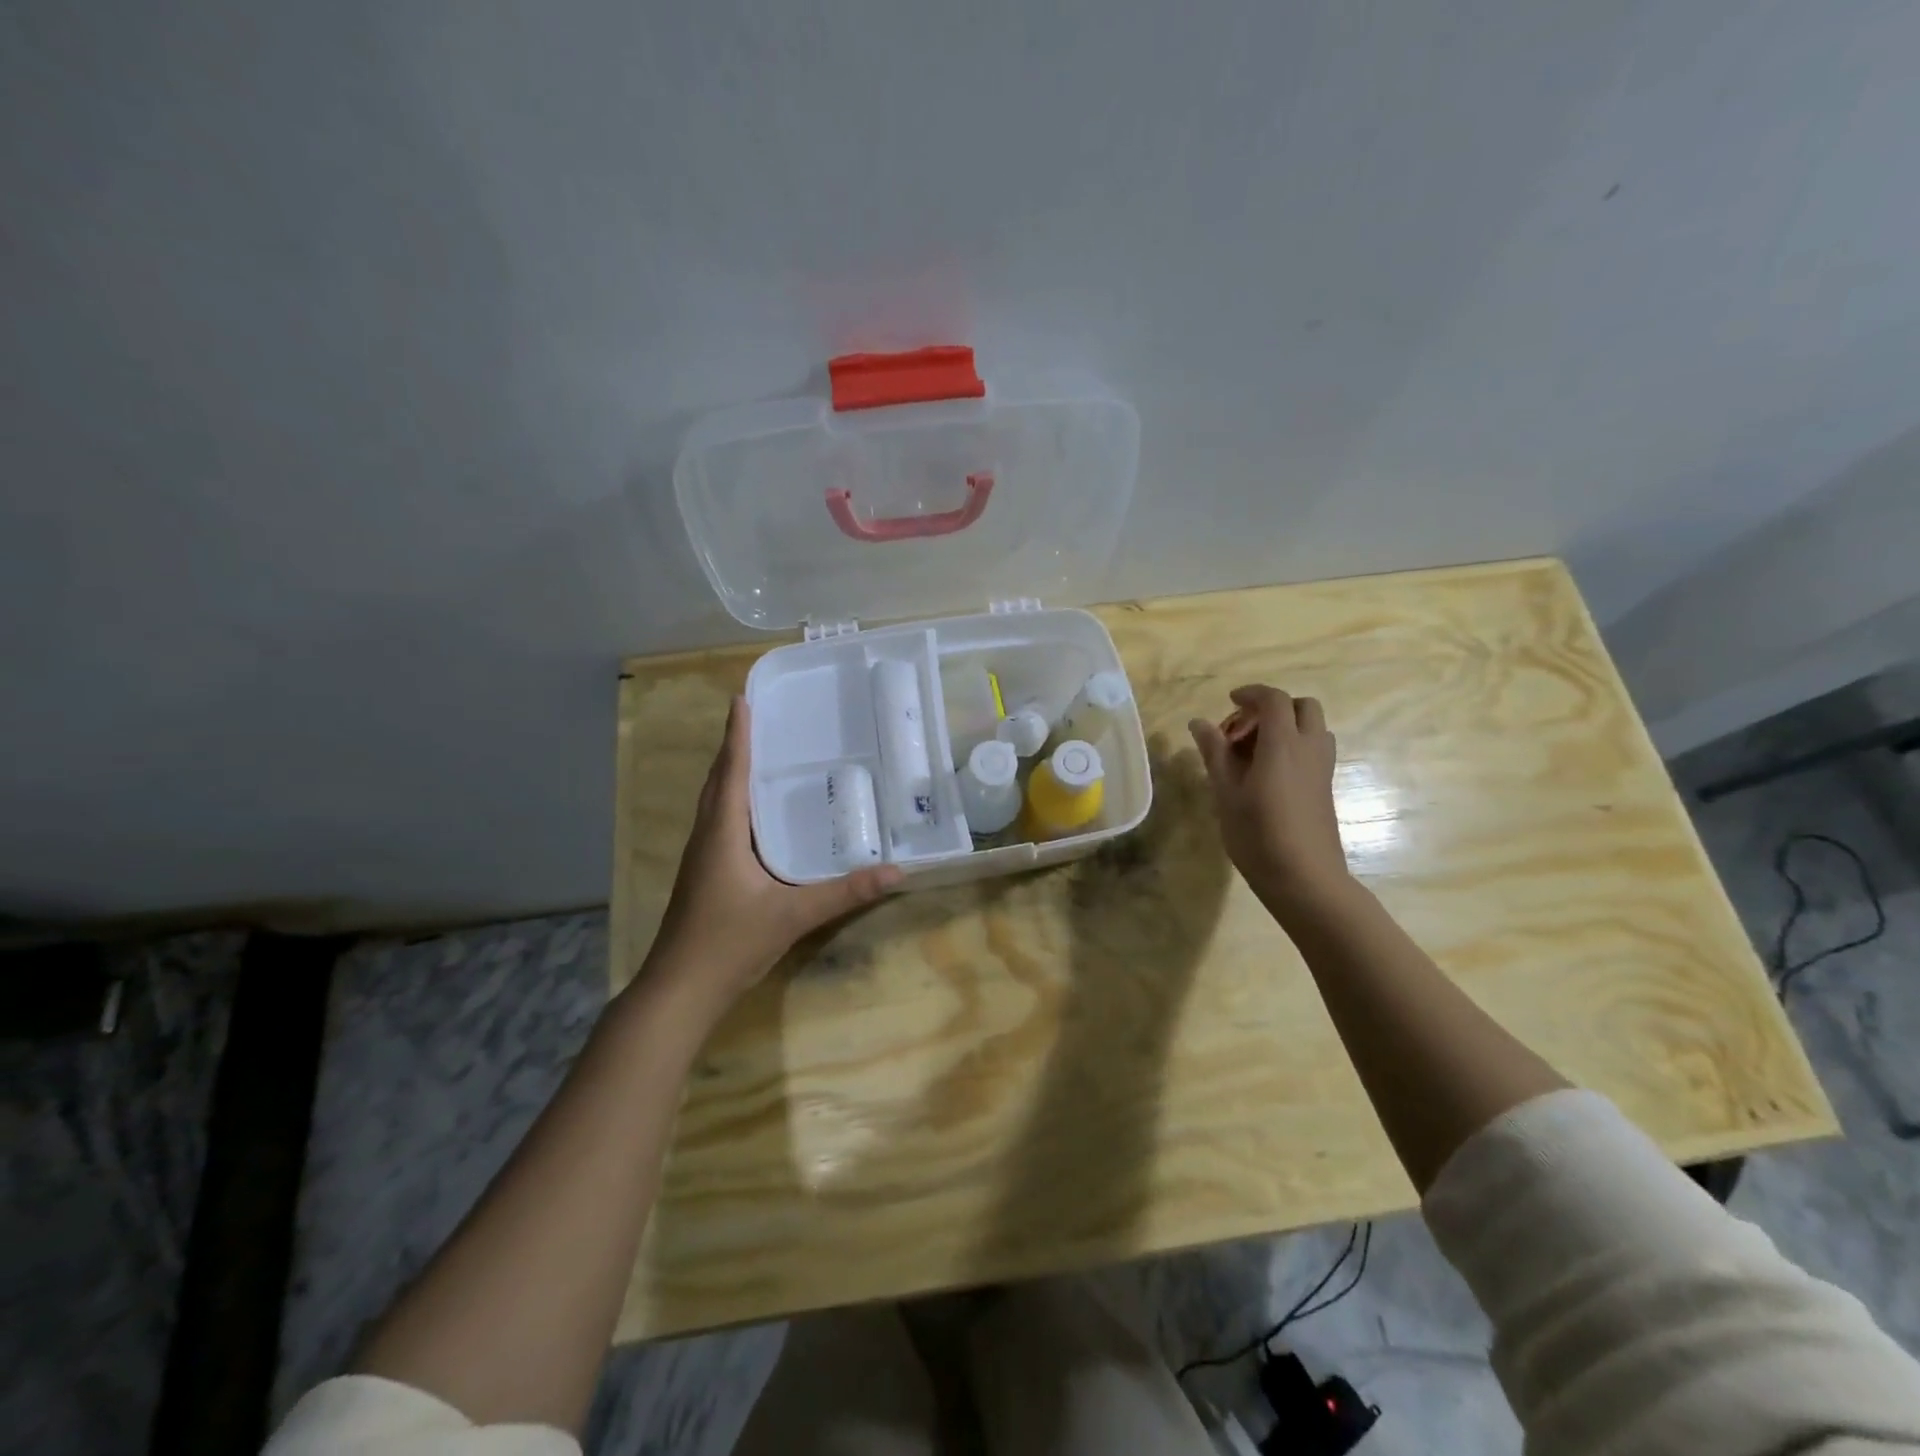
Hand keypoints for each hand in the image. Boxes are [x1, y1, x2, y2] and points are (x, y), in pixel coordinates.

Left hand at [645, 696, 901, 1007]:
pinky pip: (719, 823)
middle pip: (718, 781)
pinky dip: (733, 802)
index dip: (737, 735)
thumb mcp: (793, 915)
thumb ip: (844, 893)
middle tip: (757, 718)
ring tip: (757, 753)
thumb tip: (896, 871)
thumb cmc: (729, 943)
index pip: (731, 772)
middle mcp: (707, 837)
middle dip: (734, 747)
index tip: (741, 699)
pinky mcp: (703, 875)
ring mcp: (701, 857)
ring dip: (730, 773)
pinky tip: (754, 814)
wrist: (679, 990)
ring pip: (715, 802)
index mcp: (723, 834)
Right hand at [1189, 685, 1351, 919]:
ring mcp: (1322, 769)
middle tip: (1243, 730)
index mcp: (1282, 745)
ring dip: (1286, 727)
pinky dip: (1293, 747)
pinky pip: (1314, 750)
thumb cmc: (1258, 835)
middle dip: (1273, 708)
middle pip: (1302, 707)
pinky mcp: (1325, 788)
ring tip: (1254, 752)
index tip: (1229, 702)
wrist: (1306, 879)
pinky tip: (1267, 775)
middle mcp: (1309, 749)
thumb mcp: (1226, 793)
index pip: (1274, 700)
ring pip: (1313, 728)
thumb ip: (1214, 753)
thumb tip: (1199, 722)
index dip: (1252, 694)